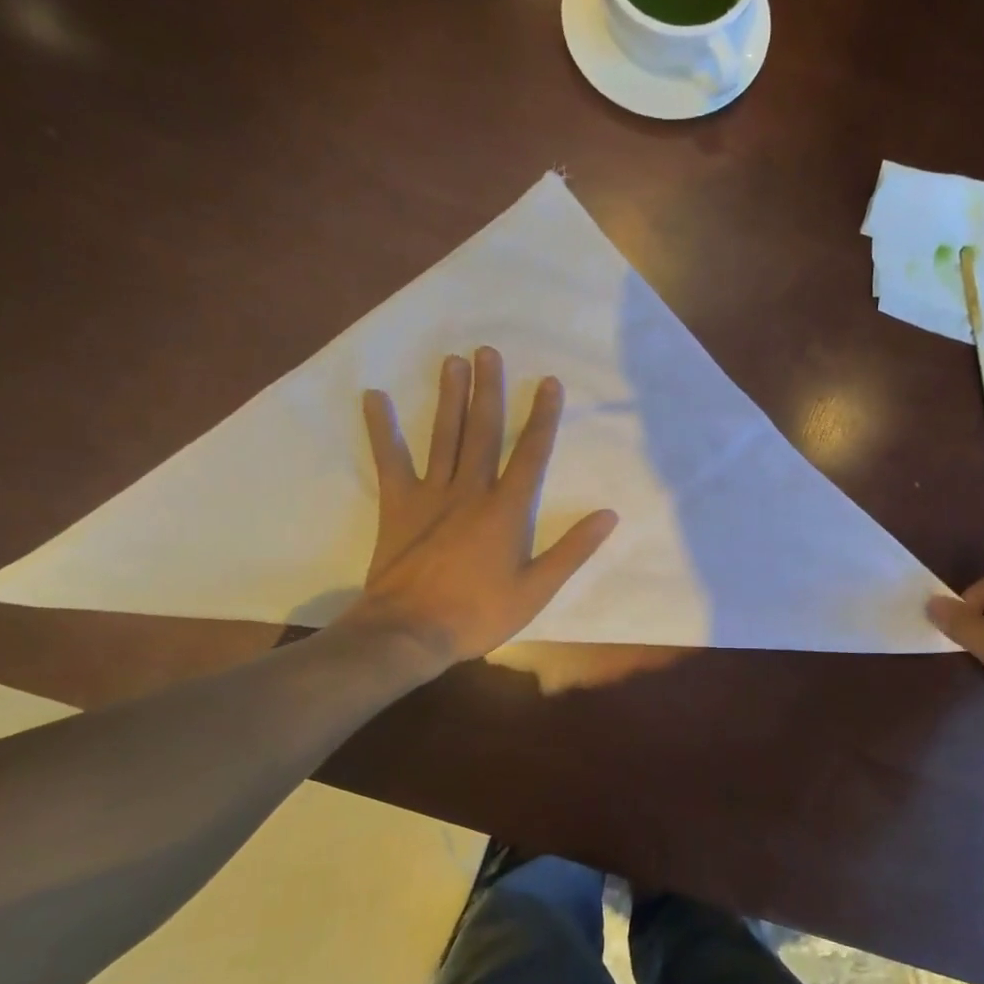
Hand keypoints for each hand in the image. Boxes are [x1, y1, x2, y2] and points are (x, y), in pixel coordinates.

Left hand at [350, 348, 617, 667]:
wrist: (410, 632)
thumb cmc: (479, 613)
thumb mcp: (537, 589)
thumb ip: (572, 550)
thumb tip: (608, 515)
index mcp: (506, 510)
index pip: (531, 453)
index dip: (542, 416)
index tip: (548, 382)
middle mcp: (470, 491)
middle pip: (483, 432)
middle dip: (488, 390)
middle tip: (488, 351)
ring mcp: (431, 494)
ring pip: (444, 436)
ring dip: (449, 397)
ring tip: (452, 361)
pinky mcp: (398, 505)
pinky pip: (390, 460)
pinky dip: (382, 429)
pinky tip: (375, 397)